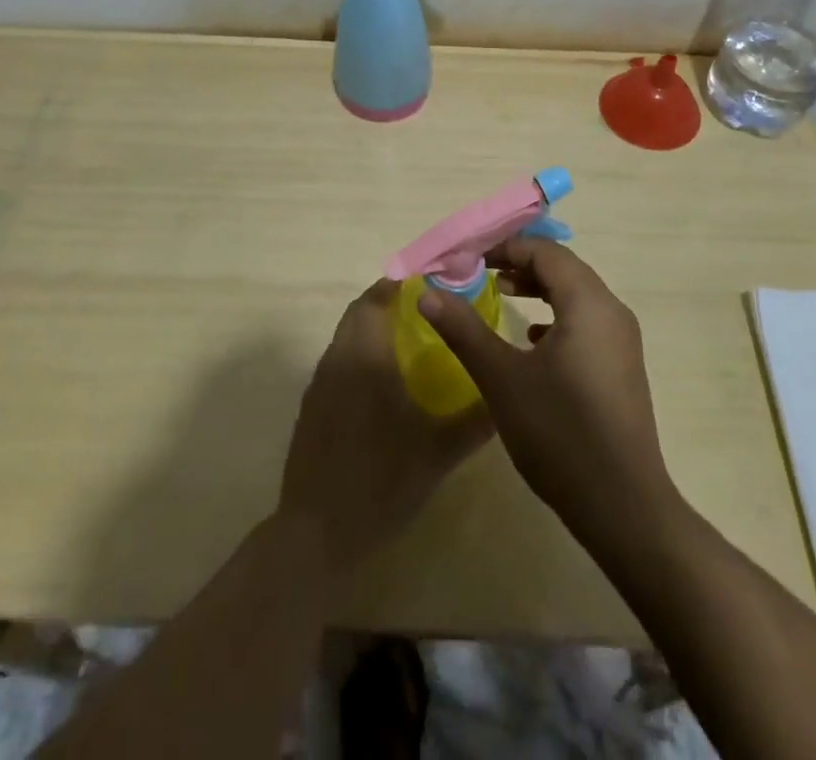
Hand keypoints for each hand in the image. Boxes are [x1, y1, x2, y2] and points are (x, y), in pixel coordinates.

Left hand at [279, 279, 491, 573]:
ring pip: (345, 337)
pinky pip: (337, 361)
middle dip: (387, 301)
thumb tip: (504, 397)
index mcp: (367, 356)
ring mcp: (319, 383)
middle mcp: (338, 358)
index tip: (429, 282)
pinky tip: (381, 382)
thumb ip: (474, 421)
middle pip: (359, 312)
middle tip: (424, 308)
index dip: (399, 283)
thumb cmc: (381, 482)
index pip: (376, 299)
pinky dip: (358, 354)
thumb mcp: (438, 453)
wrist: (317, 533)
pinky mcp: (311, 406)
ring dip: (371, 328)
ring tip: (409, 340)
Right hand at [419, 239, 674, 548]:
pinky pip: (586, 321)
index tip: (468, 259)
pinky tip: (532, 340)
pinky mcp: (622, 367)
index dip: (505, 247)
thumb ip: (464, 330)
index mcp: (588, 302)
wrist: (623, 506)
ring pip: (577, 294)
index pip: (545, 252)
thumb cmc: (559, 433)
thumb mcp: (502, 378)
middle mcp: (612, 311)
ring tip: (503, 294)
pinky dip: (557, 316)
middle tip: (480, 272)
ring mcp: (622, 341)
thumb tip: (428, 293)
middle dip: (520, 263)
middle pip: (564, 268)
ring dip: (540, 288)